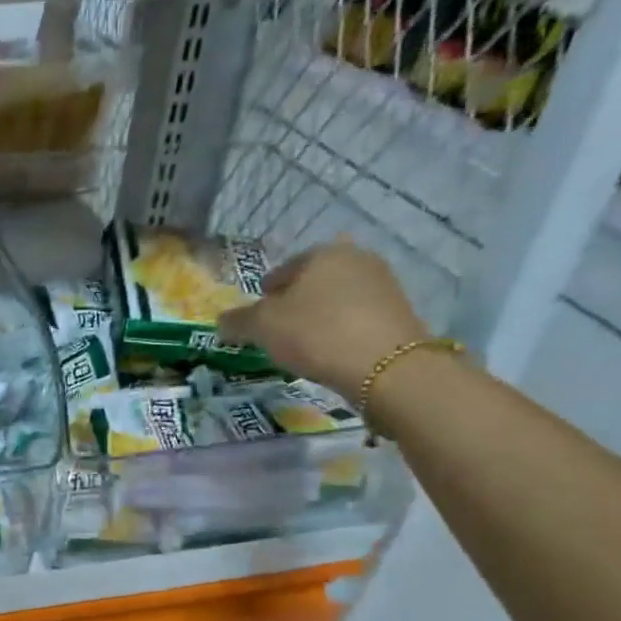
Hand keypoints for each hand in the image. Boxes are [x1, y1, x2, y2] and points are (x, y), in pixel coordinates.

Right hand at [218, 239, 428, 401]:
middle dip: (294, 304)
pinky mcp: (399, 312)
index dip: (264, 296)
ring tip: (304, 346)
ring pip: (336, 299)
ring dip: (319, 317)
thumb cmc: (315, 333)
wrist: (386, 366)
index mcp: (322, 253)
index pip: (281, 271)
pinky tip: (331, 352)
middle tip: (278, 333)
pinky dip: (341, 330)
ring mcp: (383, 284)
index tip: (257, 320)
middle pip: (312, 283)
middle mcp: (356, 258)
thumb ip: (238, 321)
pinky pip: (356, 318)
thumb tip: (221, 321)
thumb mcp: (262, 327)